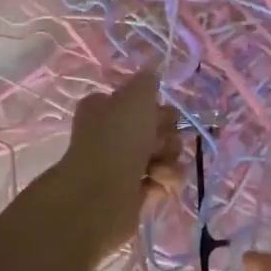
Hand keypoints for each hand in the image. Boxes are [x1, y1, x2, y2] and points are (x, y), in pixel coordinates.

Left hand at [50, 71, 182, 259]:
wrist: (102, 195)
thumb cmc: (117, 139)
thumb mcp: (136, 96)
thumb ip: (147, 81)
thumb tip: (152, 75)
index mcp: (105, 109)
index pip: (140, 102)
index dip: (155, 108)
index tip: (159, 113)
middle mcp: (112, 136)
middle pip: (158, 129)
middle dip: (166, 134)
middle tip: (158, 142)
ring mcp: (123, 167)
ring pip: (165, 155)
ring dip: (169, 159)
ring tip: (157, 167)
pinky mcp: (136, 194)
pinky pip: (164, 181)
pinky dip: (165, 181)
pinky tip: (155, 182)